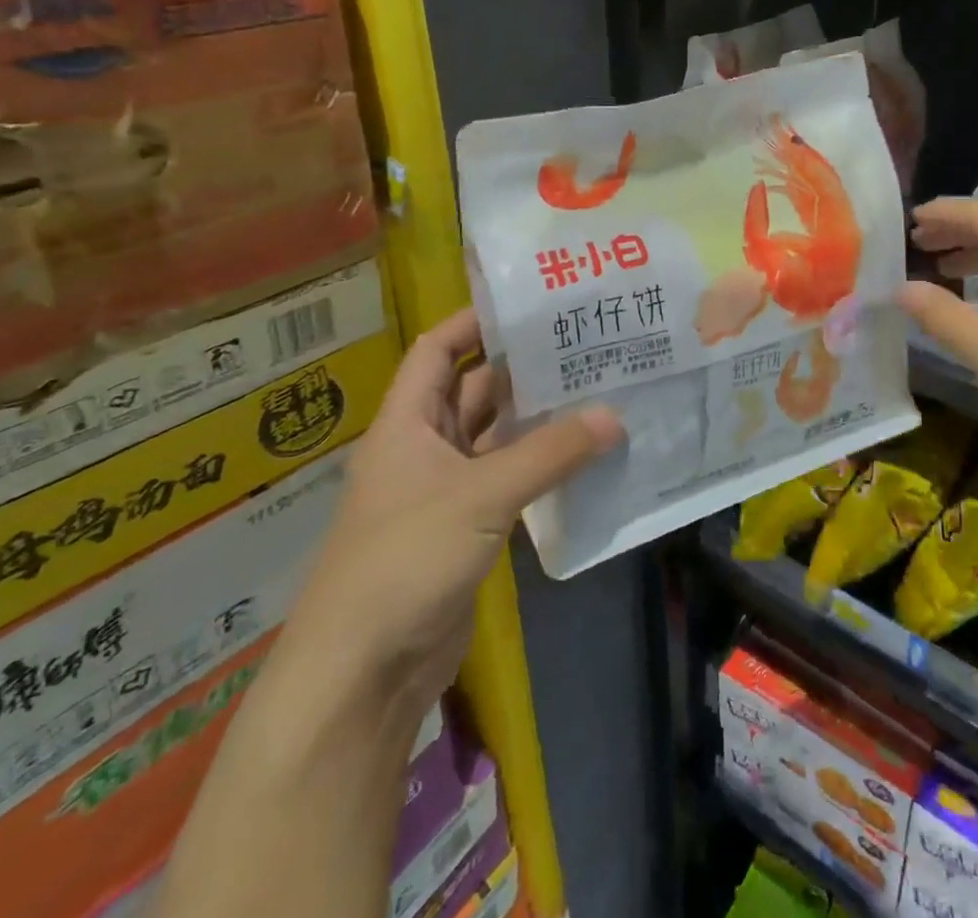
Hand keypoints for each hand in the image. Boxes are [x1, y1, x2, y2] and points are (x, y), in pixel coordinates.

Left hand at [288, 309, 621, 699]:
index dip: (474, 322)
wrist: (363, 673)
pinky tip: (585, 452)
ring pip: (496, 437)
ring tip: (596, 387)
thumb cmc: (405, 560)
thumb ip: (550, 454)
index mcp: (407, 423)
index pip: (437, 350)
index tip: (529, 305)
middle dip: (522, 368)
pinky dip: (541, 465)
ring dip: (537, 419)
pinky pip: (508, 480)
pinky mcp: (466, 528)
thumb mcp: (481, 495)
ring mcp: (445, 490)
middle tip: (583, 344)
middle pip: (474, 390)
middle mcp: (424, 448)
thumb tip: (614, 416)